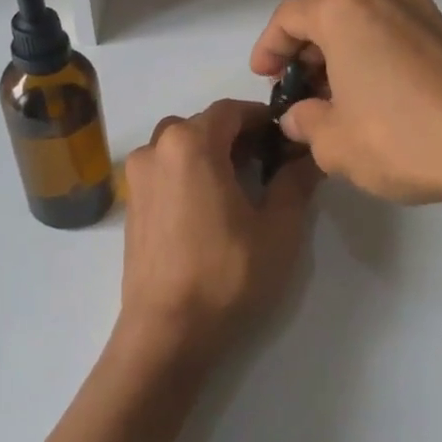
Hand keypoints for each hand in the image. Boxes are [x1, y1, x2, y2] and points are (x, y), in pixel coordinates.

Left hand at [112, 98, 319, 378]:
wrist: (167, 331)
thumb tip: (310, 154)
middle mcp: (156, 149)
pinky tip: (210, 207)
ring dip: (211, 153)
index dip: (263, 119)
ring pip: (180, 146)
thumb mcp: (278, 228)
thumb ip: (295, 182)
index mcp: (190, 143)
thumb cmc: (227, 274)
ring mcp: (137, 177)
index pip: (232, 110)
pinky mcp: (131, 204)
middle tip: (270, 163)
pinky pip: (164, 170)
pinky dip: (189, 173)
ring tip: (240, 185)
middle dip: (238, 136)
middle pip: (203, 125)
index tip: (287, 139)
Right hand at [250, 0, 441, 210]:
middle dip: (307, 57)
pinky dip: (375, 63)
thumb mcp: (333, 142)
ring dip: (342, 61)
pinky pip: (396, 40)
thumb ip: (305, 122)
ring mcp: (424, 12)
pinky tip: (376, 103)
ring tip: (336, 105)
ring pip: (364, 29)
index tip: (264, 78)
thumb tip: (301, 116)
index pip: (290, 17)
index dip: (268, 48)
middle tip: (299, 97)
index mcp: (346, 8)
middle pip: (328, 18)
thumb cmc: (400, 138)